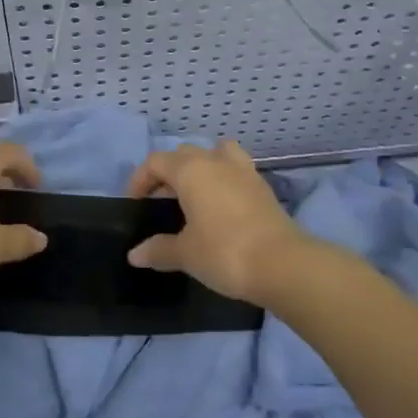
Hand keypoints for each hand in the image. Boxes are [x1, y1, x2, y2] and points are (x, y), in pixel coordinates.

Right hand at [124, 141, 309, 303]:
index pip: (155, 162)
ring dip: (200, 168)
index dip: (140, 180)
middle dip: (168, 174)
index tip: (135, 205)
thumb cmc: (224, 252)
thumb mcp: (185, 254)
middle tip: (161, 204)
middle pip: (184, 155)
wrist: (282, 264)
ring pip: (214, 154)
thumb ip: (158, 249)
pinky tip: (221, 205)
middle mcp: (215, 160)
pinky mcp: (262, 186)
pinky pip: (235, 169)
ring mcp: (242, 170)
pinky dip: (223, 178)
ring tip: (195, 196)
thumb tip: (134, 254)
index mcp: (190, 170)